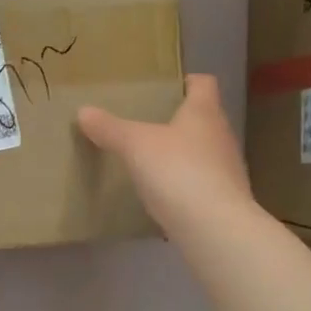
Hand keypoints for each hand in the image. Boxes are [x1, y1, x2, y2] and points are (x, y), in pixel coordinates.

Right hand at [77, 75, 252, 234]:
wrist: (215, 229)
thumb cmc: (178, 171)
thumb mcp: (135, 145)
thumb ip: (110, 128)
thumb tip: (83, 111)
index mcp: (204, 113)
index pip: (203, 84)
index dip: (186, 81)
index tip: (165, 87)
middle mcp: (221, 136)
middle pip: (203, 118)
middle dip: (178, 120)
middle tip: (146, 123)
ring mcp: (227, 171)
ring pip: (202, 152)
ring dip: (181, 153)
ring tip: (150, 159)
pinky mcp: (224, 201)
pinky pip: (201, 183)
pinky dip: (183, 184)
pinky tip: (161, 194)